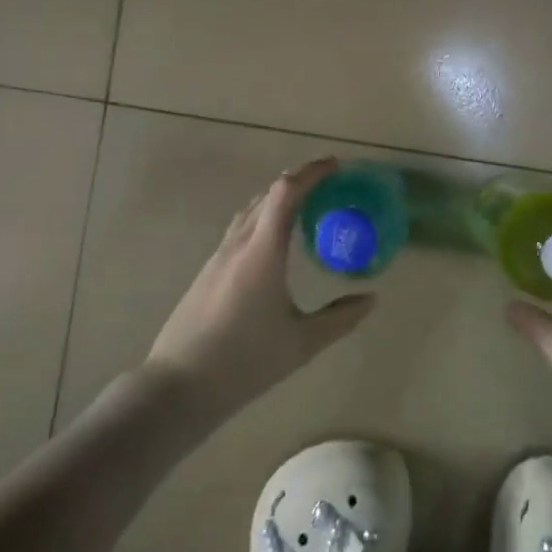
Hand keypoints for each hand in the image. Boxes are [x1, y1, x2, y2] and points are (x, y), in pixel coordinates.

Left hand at [146, 158, 376, 422]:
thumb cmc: (245, 362)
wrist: (180, 385)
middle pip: (267, 195)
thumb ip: (340, 318)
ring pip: (250, 211)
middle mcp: (238, 245)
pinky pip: (240, 230)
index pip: (285, 193)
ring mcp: (218, 257)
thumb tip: (371, 300)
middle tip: (329, 185)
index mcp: (262, 253)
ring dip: (278, 199)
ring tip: (306, 208)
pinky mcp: (208, 271)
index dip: (311, 173)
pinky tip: (275, 243)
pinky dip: (263, 219)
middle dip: (299, 181)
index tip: (336, 166)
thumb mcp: (302, 343)